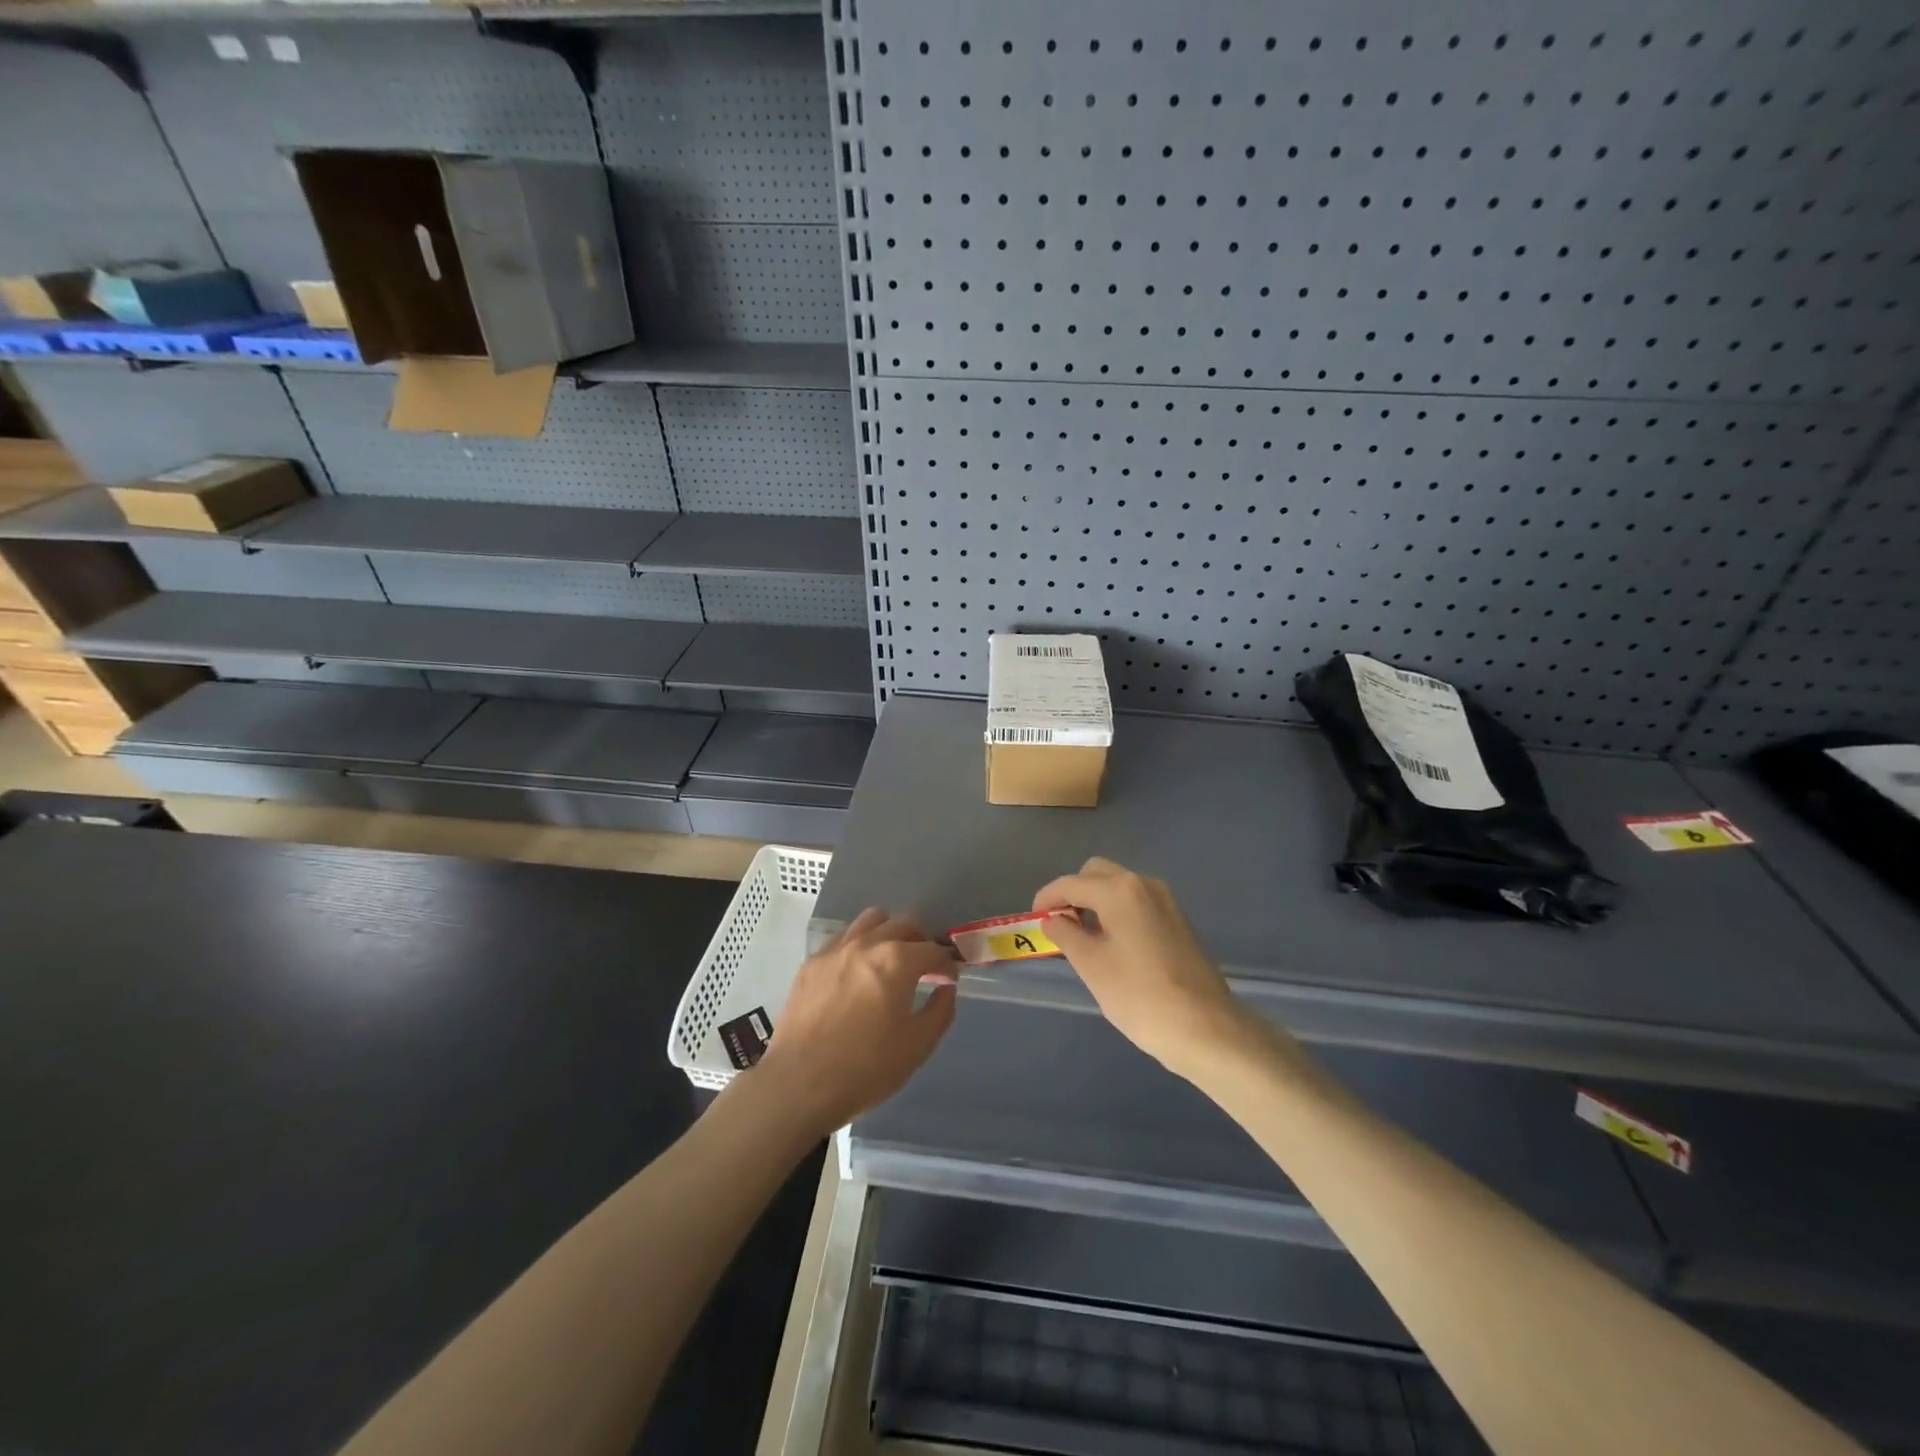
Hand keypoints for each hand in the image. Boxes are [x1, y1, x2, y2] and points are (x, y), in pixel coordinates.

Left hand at [751, 908, 957, 1133]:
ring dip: (888, 933)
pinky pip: (842, 939)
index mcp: (897, 960)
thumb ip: (940, 1010)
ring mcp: (835, 950)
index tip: (949, 978)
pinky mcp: (811, 963)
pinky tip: (857, 973)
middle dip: (921, 941)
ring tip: (890, 960)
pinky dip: (859, 946)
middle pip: (903, 924)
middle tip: (925, 966)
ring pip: (870, 921)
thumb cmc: (866, 1068)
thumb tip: (945, 988)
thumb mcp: (918, 1046)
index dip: (947, 964)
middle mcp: (867, 944)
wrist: (799, 1084)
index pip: (933, 950)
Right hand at [1033, 857, 1250, 1078]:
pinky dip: (1117, 912)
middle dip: (1073, 893)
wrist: (1206, 1028)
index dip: (1047, 898)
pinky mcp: (1178, 920)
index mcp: (1119, 890)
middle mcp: (1144, 884)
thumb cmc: (1139, 996)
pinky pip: (1137, 903)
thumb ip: (1066, 934)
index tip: (1033, 919)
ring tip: (1083, 938)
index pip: (1071, 883)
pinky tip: (1113, 944)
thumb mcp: (1092, 965)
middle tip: (1059, 926)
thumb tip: (1053, 920)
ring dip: (1096, 902)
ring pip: (1119, 887)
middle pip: (1097, 874)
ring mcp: (1166, 901)